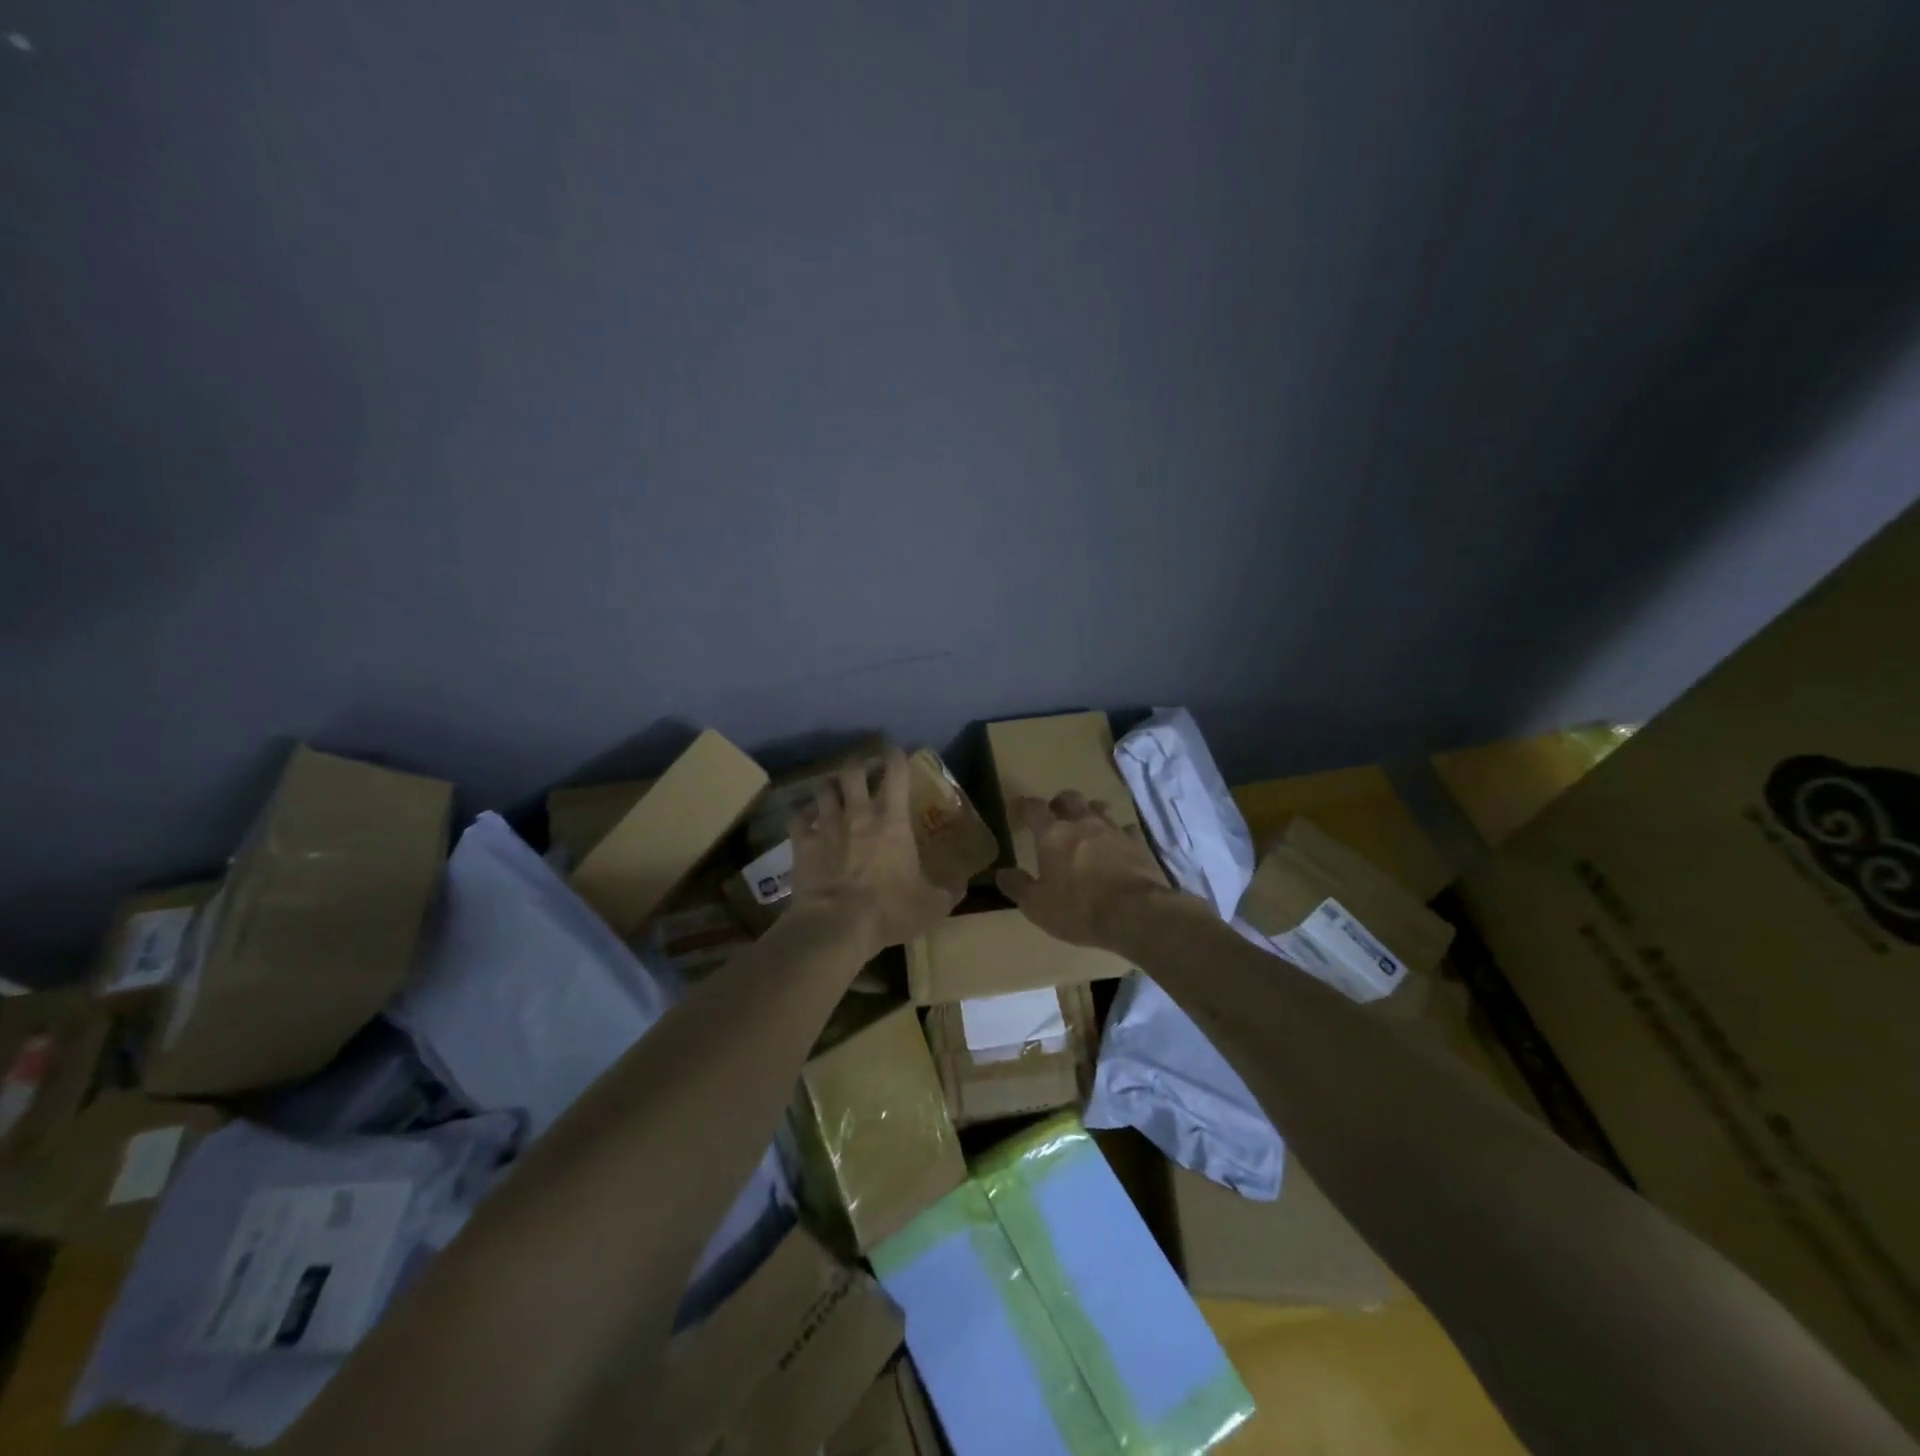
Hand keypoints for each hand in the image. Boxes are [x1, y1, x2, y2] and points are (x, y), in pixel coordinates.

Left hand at [789, 746, 961, 952]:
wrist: (836, 925)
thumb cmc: (888, 909)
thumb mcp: (932, 905)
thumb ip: (949, 890)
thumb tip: (964, 882)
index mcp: (892, 821)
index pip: (896, 773)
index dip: (896, 756)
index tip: (897, 751)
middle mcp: (858, 813)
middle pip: (852, 771)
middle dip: (857, 763)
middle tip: (861, 767)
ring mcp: (826, 825)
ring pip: (822, 788)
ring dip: (829, 786)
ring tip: (833, 790)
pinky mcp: (801, 843)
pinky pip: (797, 817)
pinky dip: (801, 814)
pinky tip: (805, 818)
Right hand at [996, 793, 1187, 952]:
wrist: (1137, 914)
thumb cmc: (1079, 910)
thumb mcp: (1037, 906)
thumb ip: (1018, 886)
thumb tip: (1002, 872)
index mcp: (1053, 834)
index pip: (1033, 808)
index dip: (1023, 806)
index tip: (1017, 810)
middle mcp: (1083, 823)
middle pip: (1069, 798)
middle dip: (1058, 803)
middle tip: (1054, 816)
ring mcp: (1113, 830)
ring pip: (1099, 807)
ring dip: (1089, 812)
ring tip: (1086, 825)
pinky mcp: (1138, 843)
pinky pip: (1126, 829)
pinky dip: (1118, 833)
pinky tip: (1118, 845)